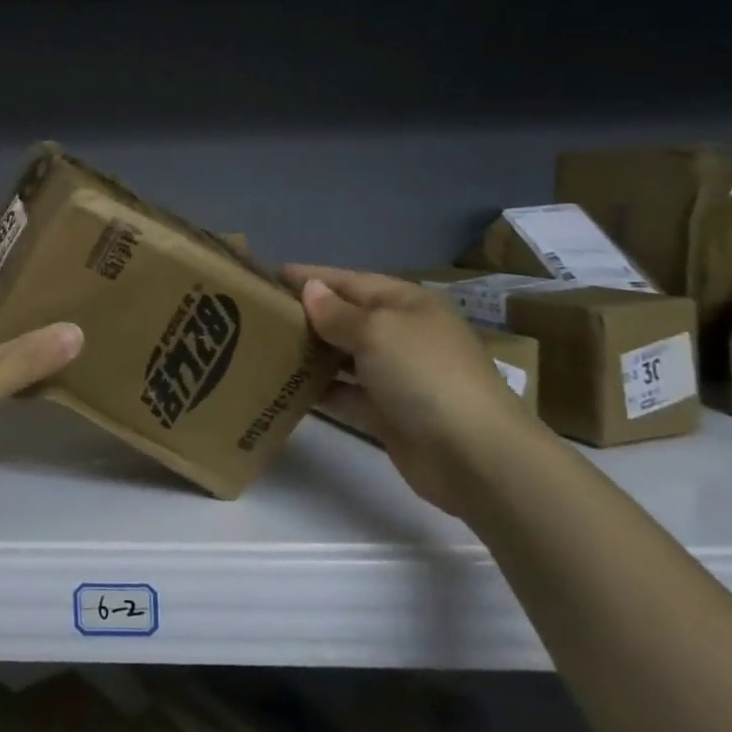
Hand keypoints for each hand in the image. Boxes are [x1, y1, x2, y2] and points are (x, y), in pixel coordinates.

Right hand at [285, 264, 549, 514]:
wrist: (474, 456)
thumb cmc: (424, 375)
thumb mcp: (377, 331)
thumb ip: (337, 313)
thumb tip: (311, 290)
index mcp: (406, 304)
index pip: (350, 281)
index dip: (312, 277)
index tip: (269, 275)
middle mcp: (401, 335)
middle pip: (345, 318)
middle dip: (305, 314)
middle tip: (256, 314)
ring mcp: (395, 377)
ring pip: (342, 357)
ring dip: (309, 353)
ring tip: (262, 348)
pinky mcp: (387, 414)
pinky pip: (344, 394)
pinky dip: (319, 390)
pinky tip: (284, 387)